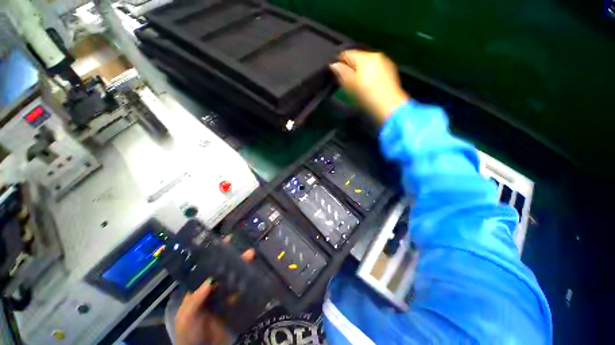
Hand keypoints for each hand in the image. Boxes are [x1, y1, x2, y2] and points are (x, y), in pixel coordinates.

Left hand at [174, 237, 254, 344]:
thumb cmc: (188, 334)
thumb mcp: (186, 317)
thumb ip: (195, 300)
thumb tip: (209, 281)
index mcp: (198, 290)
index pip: (207, 269)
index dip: (215, 255)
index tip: (225, 242)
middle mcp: (211, 290)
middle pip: (223, 271)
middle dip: (234, 260)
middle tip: (247, 250)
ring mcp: (222, 298)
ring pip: (233, 279)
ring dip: (241, 268)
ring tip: (251, 257)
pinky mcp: (231, 306)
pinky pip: (239, 292)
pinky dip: (245, 283)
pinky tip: (252, 275)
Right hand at [330, 50, 408, 124]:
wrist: (389, 107)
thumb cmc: (367, 96)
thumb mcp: (351, 86)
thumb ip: (342, 73)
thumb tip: (333, 65)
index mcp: (365, 57)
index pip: (347, 54)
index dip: (339, 63)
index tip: (336, 74)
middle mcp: (376, 55)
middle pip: (358, 58)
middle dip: (351, 67)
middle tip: (347, 82)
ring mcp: (385, 62)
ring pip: (367, 63)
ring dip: (360, 71)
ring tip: (358, 85)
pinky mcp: (391, 71)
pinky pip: (375, 69)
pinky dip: (370, 74)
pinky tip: (369, 85)